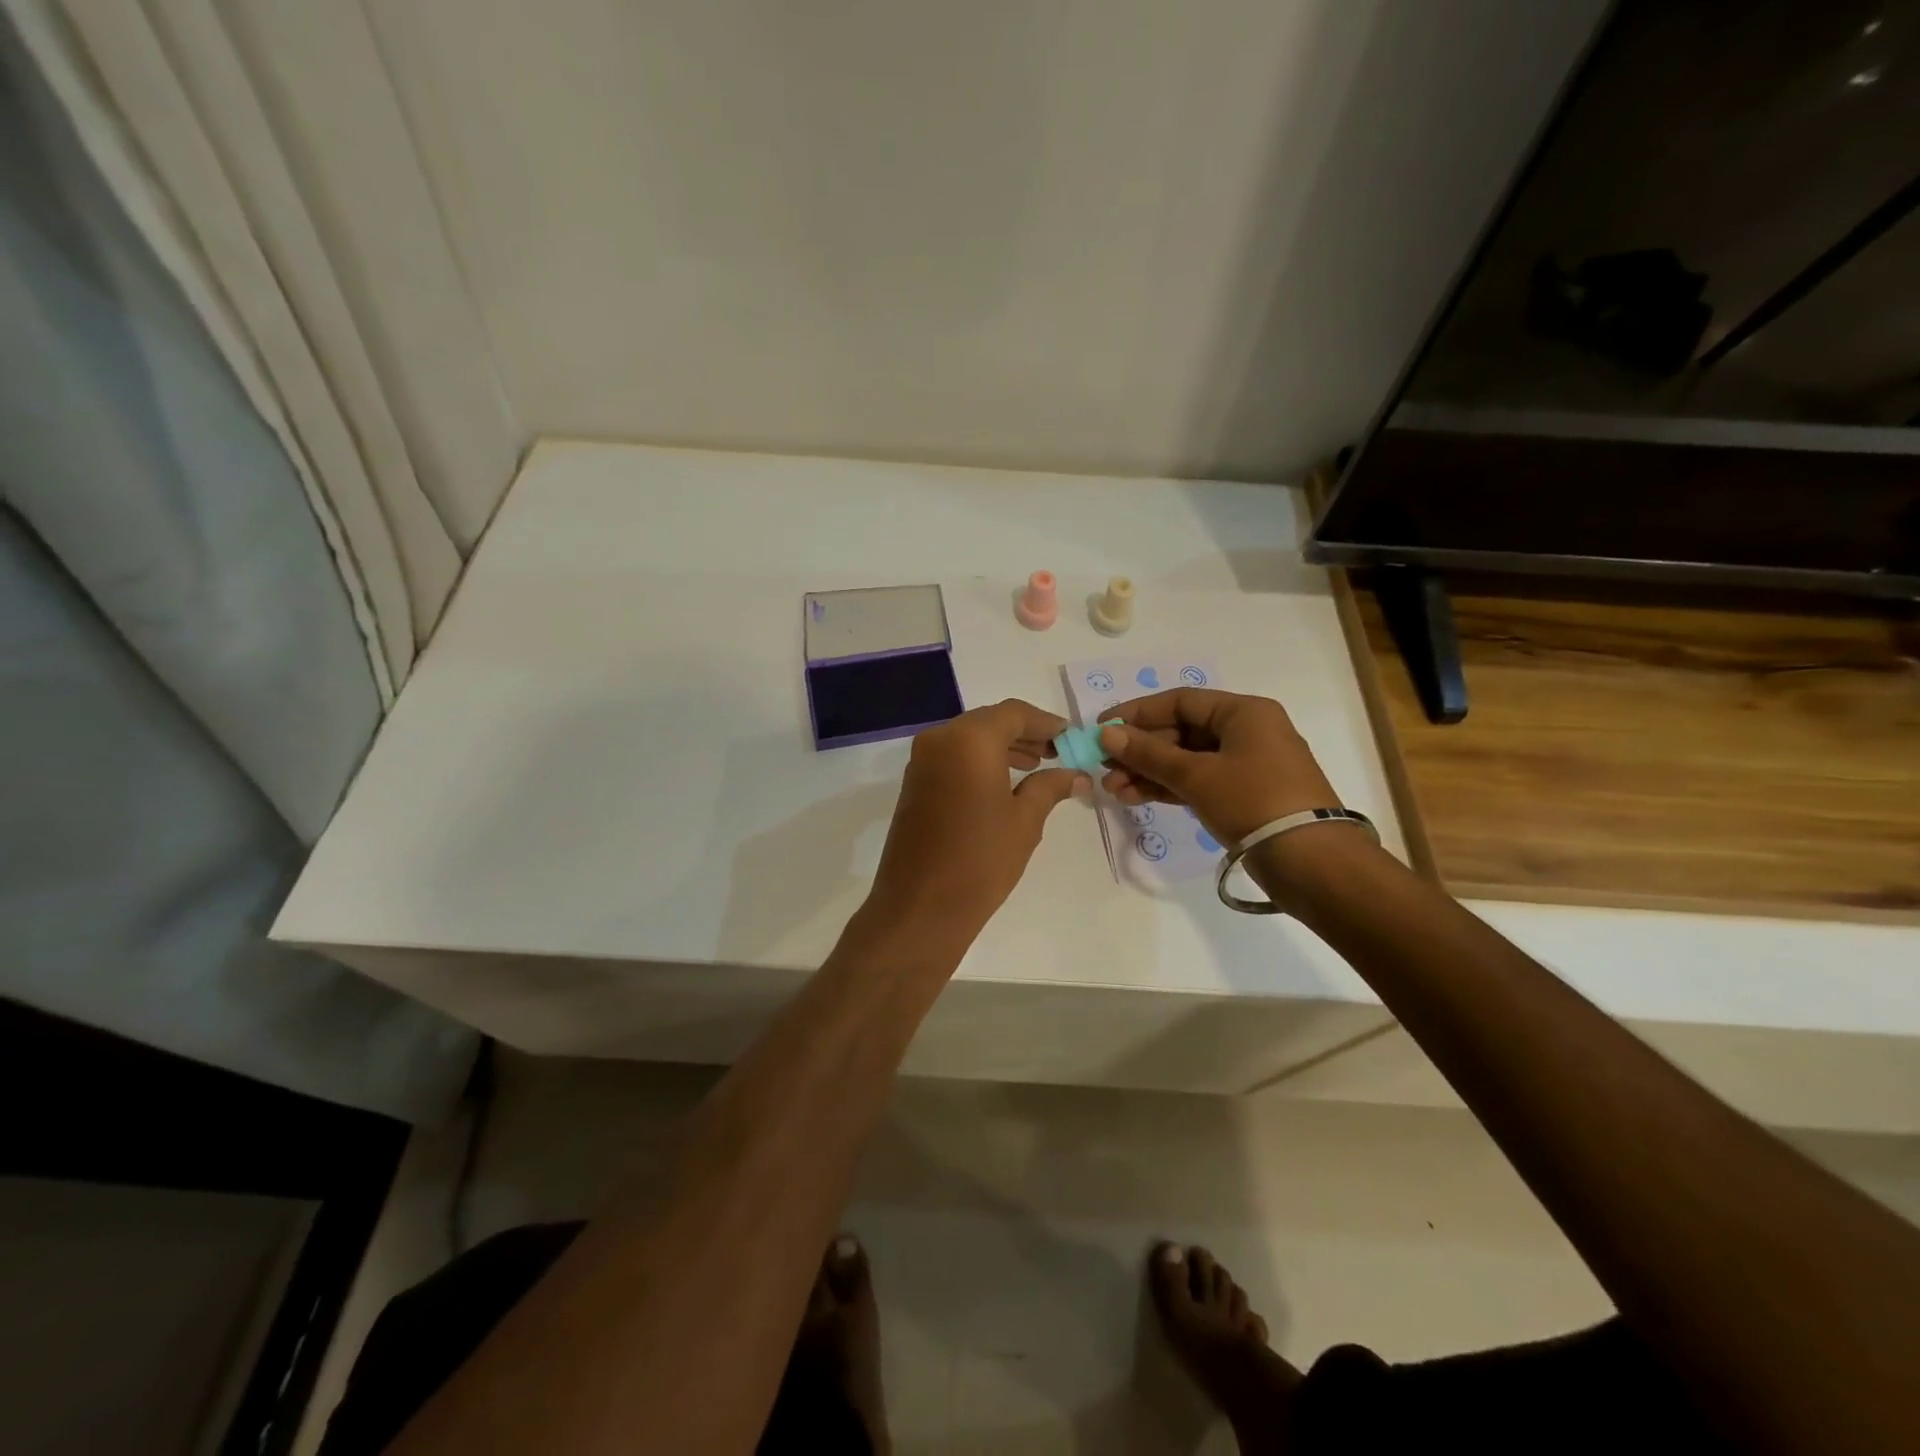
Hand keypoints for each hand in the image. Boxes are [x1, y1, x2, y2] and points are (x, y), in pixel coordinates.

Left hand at [864, 700, 1090, 949]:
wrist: (920, 907)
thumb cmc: (980, 860)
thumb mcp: (1025, 821)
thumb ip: (1050, 787)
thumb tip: (1076, 774)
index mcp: (969, 740)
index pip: (1013, 713)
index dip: (1045, 722)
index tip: (1070, 736)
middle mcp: (940, 739)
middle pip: (989, 722)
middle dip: (1024, 733)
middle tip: (1056, 752)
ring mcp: (922, 761)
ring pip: (969, 738)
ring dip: (1002, 746)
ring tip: (1036, 766)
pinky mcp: (914, 783)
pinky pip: (952, 757)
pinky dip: (979, 761)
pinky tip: (1003, 783)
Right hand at [1097, 689, 1339, 844]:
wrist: (1311, 862)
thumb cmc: (1254, 801)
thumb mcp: (1197, 775)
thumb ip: (1149, 753)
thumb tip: (1107, 733)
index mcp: (1243, 712)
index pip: (1180, 701)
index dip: (1137, 713)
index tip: (1103, 729)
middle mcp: (1246, 731)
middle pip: (1181, 731)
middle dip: (1140, 750)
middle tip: (1104, 768)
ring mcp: (1246, 765)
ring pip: (1186, 759)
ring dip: (1148, 772)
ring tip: (1112, 790)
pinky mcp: (1243, 795)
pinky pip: (1197, 781)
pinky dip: (1168, 787)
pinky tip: (1135, 797)